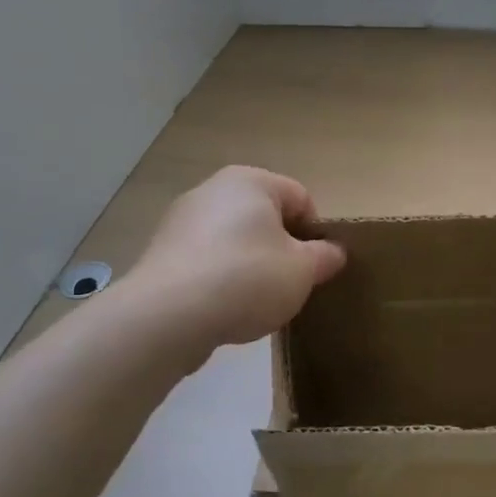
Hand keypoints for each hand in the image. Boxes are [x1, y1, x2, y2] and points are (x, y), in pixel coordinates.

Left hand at [122, 166, 345, 355]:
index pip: (301, 198)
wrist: (169, 315)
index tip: (315, 268)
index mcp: (250, 181)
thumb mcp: (303, 271)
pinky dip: (221, 280)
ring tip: (255, 303)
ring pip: (235, 241)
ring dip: (251, 267)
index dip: (315, 234)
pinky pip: (207, 262)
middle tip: (290, 286)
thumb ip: (325, 257)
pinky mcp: (162, 254)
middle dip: (282, 250)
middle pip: (265, 219)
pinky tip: (225, 309)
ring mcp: (181, 221)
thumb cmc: (247, 278)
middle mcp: (213, 190)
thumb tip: (333, 252)